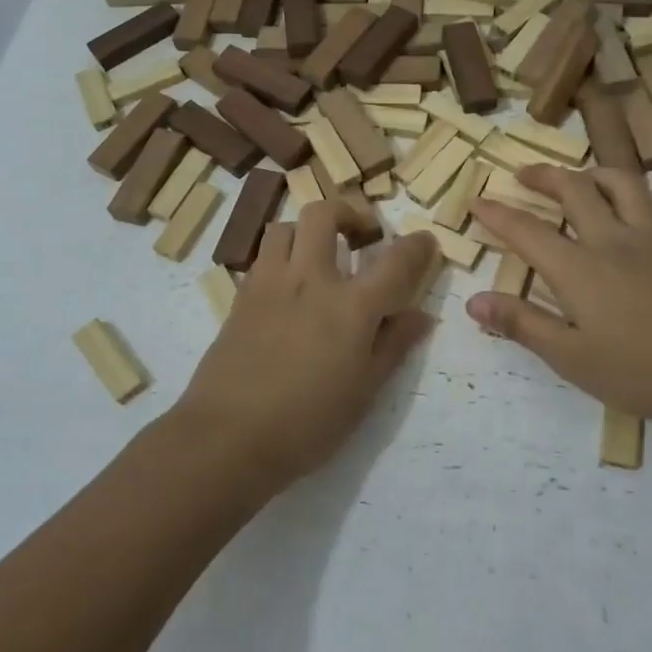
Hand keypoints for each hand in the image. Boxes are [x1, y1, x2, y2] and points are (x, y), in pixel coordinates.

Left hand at [176, 204, 440, 493]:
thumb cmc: (307, 423)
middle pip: (325, 214)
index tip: (425, 242)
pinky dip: (281, 258)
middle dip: (349, 212)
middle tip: (361, 235)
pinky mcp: (240, 298)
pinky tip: (289, 288)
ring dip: (307, 231)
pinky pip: (262, 257)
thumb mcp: (363, 391)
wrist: (227, 438)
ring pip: (285, 227)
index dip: (417, 246)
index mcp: (350, 306)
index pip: (394, 261)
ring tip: (319, 257)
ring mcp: (269, 284)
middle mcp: (309, 281)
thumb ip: (392, 346)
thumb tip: (420, 316)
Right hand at [466, 166, 651, 432]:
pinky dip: (646, 200)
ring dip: (594, 173)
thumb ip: (522, 324)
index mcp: (578, 268)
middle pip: (574, 189)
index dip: (497, 214)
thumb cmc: (639, 371)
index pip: (527, 230)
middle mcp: (612, 241)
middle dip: (543, 175)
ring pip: (623, 185)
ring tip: (580, 179)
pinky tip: (642, 209)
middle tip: (523, 174)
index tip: (476, 200)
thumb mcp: (570, 357)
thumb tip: (474, 302)